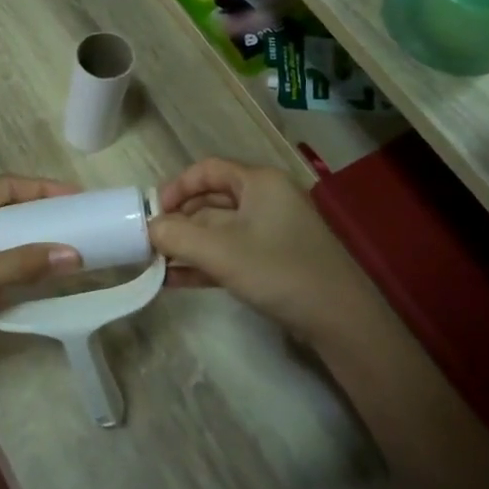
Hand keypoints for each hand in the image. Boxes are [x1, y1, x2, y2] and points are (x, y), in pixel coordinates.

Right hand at [147, 158, 375, 348]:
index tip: (152, 212)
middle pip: (211, 200)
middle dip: (178, 221)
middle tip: (149, 243)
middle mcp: (266, 199)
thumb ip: (177, 236)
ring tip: (154, 265)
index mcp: (259, 182)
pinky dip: (203, 263)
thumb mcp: (220, 252)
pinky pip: (230, 253)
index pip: (208, 170)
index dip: (176, 187)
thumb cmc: (279, 271)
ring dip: (187, 246)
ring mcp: (271, 231)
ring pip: (218, 230)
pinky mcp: (273, 260)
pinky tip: (174, 281)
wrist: (339, 319)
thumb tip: (149, 229)